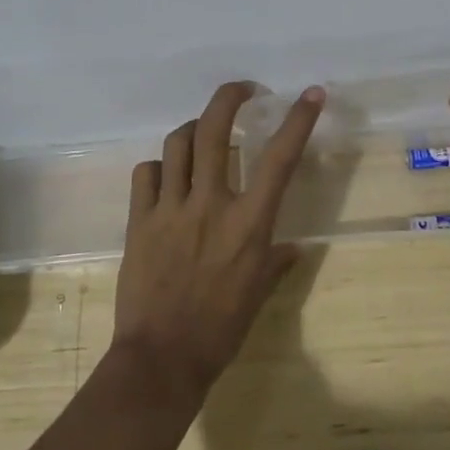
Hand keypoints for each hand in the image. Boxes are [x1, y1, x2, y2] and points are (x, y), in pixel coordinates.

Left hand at [111, 81, 325, 397]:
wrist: (162, 359)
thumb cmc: (220, 329)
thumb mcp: (258, 294)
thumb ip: (276, 262)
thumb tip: (293, 248)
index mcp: (248, 223)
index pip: (279, 159)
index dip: (297, 120)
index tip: (310, 93)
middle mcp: (210, 204)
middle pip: (215, 130)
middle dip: (229, 97)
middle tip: (242, 90)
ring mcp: (170, 209)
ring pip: (178, 143)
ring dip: (193, 129)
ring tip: (201, 133)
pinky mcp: (138, 220)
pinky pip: (145, 174)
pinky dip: (158, 167)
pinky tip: (165, 177)